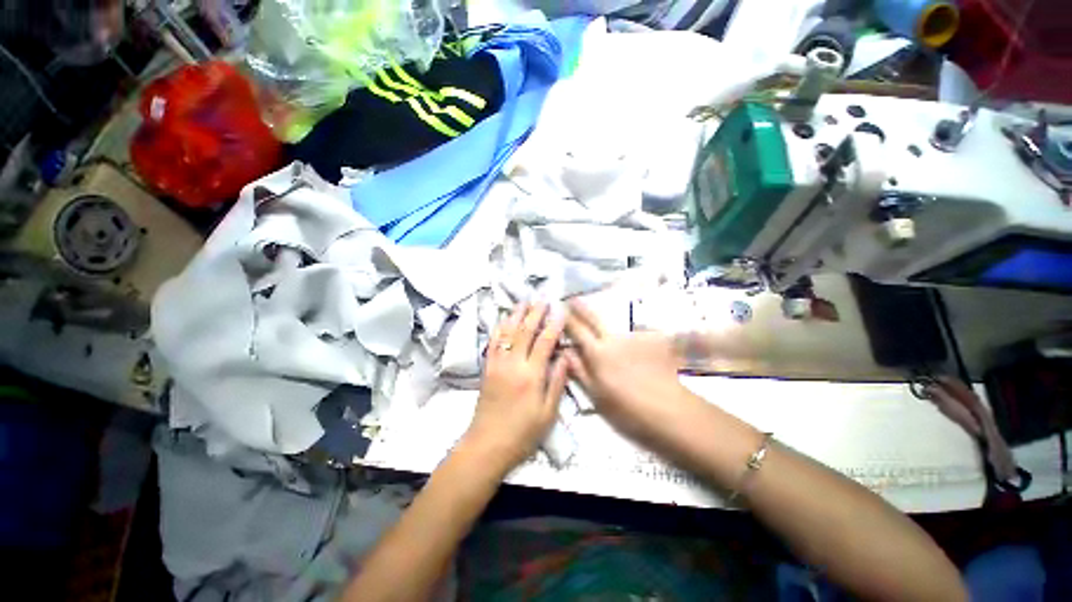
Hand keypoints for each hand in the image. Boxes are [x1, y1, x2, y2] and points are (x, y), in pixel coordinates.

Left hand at [463, 303, 568, 471]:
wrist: (487, 446)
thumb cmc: (523, 433)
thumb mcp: (548, 412)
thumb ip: (557, 382)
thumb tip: (565, 356)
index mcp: (531, 375)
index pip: (545, 341)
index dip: (554, 324)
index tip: (560, 310)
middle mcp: (513, 364)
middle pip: (525, 331)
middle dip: (535, 313)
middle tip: (543, 298)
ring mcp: (497, 364)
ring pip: (507, 332)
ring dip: (516, 315)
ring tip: (524, 301)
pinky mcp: (487, 368)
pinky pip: (493, 342)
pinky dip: (499, 328)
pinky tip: (503, 319)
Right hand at [564, 300, 694, 444]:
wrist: (670, 410)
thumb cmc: (628, 408)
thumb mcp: (597, 395)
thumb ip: (579, 370)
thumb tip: (565, 351)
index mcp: (597, 352)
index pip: (577, 329)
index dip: (567, 318)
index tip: (560, 307)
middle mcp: (614, 339)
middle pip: (594, 318)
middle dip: (582, 307)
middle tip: (573, 299)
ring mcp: (635, 337)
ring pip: (616, 326)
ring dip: (607, 324)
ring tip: (607, 332)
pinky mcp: (654, 340)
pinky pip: (638, 334)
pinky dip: (632, 338)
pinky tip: (636, 349)